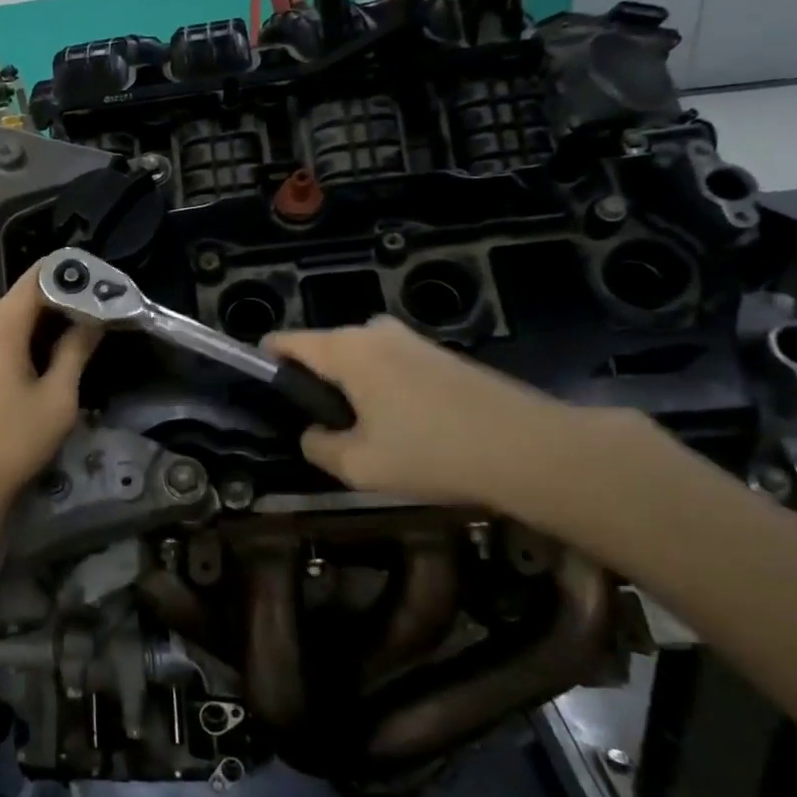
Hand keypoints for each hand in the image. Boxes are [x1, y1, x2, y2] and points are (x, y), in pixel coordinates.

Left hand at [0, 263, 101, 524]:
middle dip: (48, 309)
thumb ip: (76, 350)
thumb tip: (92, 318)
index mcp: (0, 324)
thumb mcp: (58, 399)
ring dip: (21, 329)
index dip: (68, 278)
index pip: (38, 278)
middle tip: (79, 330)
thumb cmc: (15, 442)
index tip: (93, 291)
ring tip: (46, 357)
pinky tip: (9, 376)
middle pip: (16, 301)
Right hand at [266, 317, 592, 512]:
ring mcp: (411, 339)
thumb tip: (314, 434)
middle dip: (315, 383)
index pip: (285, 342)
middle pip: (323, 350)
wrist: (532, 449)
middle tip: (324, 429)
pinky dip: (384, 389)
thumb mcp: (358, 465)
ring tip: (367, 433)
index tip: (264, 395)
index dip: (266, 364)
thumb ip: (318, 446)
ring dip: (352, 388)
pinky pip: (391, 365)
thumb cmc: (432, 453)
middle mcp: (374, 331)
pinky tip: (406, 428)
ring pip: (359, 359)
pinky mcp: (441, 354)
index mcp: (345, 350)